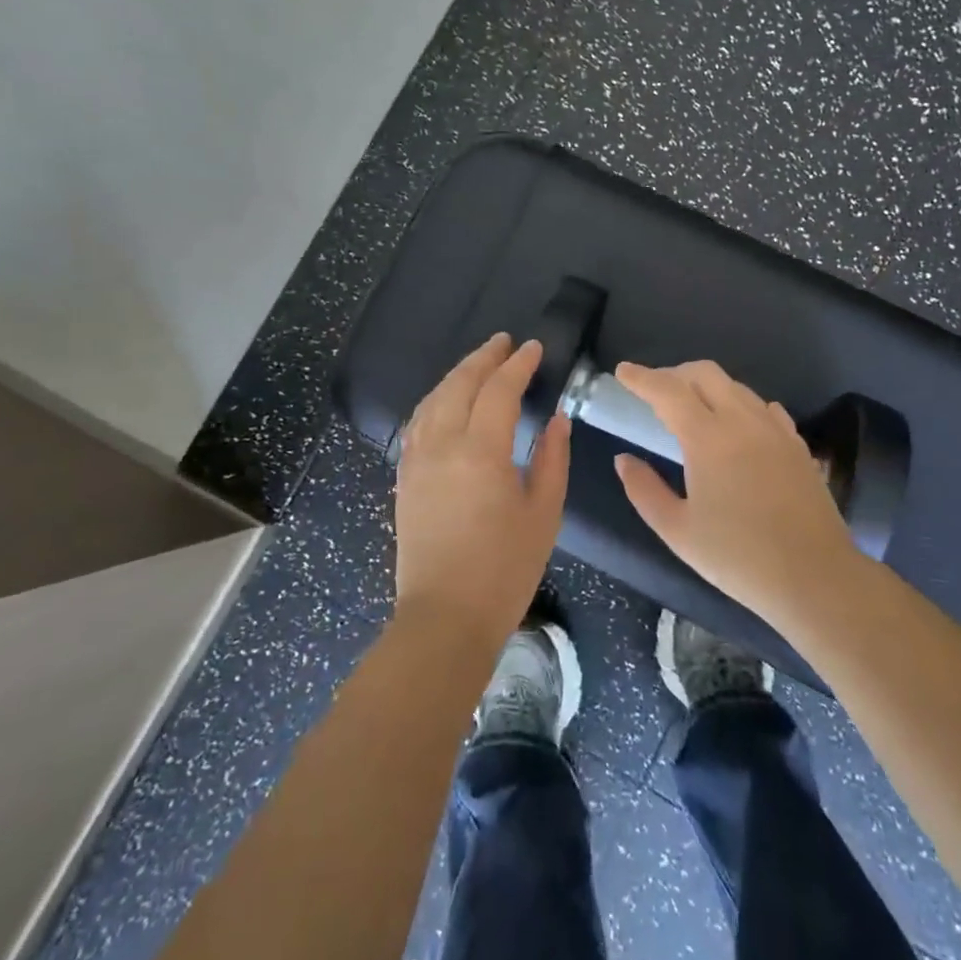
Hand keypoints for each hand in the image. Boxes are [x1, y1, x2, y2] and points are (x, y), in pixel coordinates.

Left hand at [393, 334, 570, 649]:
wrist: (444, 617)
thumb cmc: (504, 569)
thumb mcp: (543, 513)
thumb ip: (552, 458)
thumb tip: (556, 419)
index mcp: (481, 451)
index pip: (499, 390)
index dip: (518, 365)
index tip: (534, 348)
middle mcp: (442, 444)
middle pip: (460, 384)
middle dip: (484, 358)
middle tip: (505, 342)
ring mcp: (417, 460)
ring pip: (433, 399)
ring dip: (457, 374)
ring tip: (478, 363)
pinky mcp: (404, 477)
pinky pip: (417, 422)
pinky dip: (435, 399)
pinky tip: (445, 400)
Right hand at [612, 360, 860, 629]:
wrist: (815, 578)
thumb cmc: (738, 557)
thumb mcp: (677, 531)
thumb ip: (644, 490)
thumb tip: (624, 460)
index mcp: (708, 438)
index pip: (668, 391)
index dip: (642, 377)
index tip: (623, 371)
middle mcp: (743, 421)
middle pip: (705, 374)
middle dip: (675, 374)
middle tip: (654, 390)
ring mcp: (775, 430)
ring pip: (737, 387)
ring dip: (708, 387)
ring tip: (692, 409)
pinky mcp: (797, 445)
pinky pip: (763, 408)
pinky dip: (740, 405)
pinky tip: (736, 427)